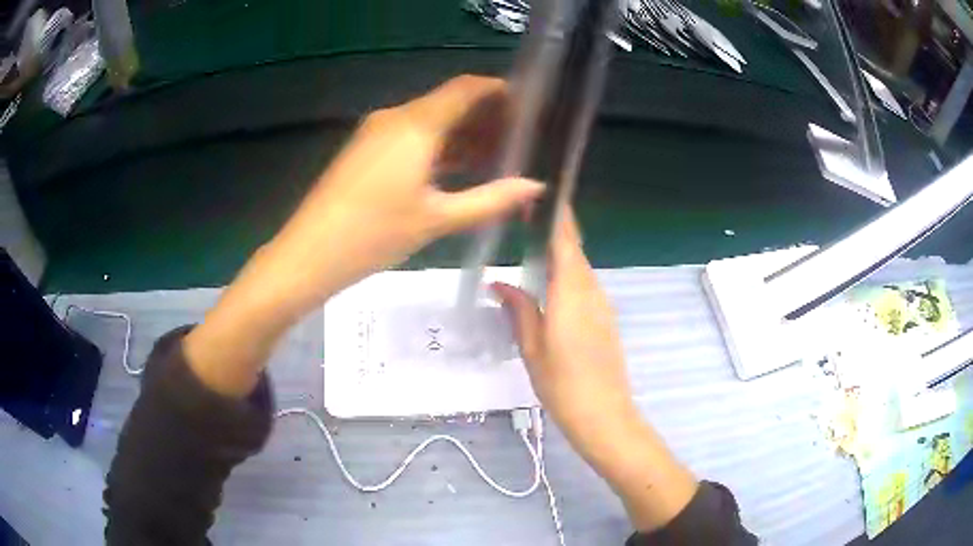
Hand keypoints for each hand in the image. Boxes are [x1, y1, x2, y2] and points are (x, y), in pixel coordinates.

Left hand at [184, 75, 542, 396]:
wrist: (308, 254)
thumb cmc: (374, 234)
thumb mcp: (438, 218)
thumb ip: (491, 199)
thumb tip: (536, 187)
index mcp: (416, 124)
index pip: (466, 88)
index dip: (499, 91)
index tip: (528, 107)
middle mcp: (395, 117)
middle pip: (449, 102)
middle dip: (485, 116)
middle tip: (519, 139)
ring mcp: (375, 132)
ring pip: (429, 120)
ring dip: (461, 133)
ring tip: (495, 156)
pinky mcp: (364, 150)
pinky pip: (410, 136)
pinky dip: (437, 146)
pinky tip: (456, 168)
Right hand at [492, 212, 638, 461]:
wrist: (605, 415)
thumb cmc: (563, 384)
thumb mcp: (532, 347)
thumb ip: (518, 309)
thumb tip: (499, 283)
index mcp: (571, 291)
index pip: (565, 240)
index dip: (556, 214)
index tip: (541, 193)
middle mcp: (591, 290)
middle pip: (573, 250)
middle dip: (554, 230)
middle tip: (525, 219)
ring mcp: (602, 304)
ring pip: (579, 268)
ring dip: (560, 253)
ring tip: (531, 247)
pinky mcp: (605, 319)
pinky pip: (584, 285)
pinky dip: (567, 274)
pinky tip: (549, 285)